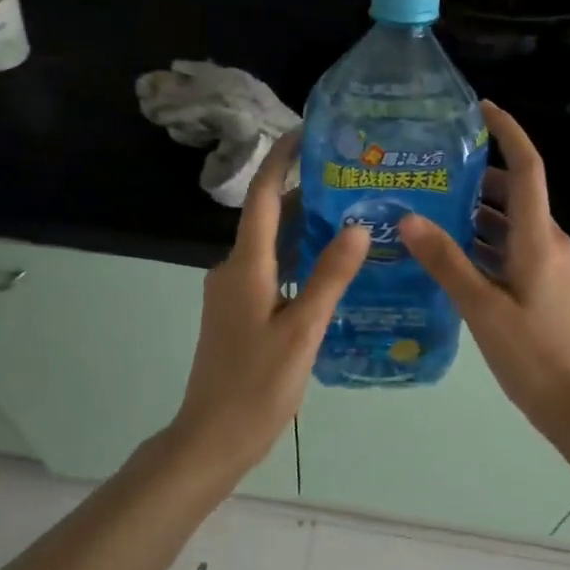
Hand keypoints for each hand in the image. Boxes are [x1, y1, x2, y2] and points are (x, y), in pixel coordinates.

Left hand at [170, 134, 368, 476]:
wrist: (212, 437)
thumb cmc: (258, 385)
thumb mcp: (302, 330)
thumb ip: (329, 277)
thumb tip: (357, 226)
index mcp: (246, 266)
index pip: (263, 197)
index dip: (282, 160)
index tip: (306, 132)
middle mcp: (234, 269)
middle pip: (269, 218)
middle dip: (304, 192)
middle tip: (350, 177)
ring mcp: (233, 292)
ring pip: (272, 246)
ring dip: (304, 227)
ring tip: (350, 213)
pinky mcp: (238, 312)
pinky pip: (271, 271)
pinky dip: (298, 259)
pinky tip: (330, 267)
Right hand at [400, 102, 569, 439]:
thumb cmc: (534, 356)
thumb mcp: (482, 308)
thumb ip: (446, 261)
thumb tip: (408, 217)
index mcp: (539, 239)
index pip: (527, 168)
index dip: (508, 133)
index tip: (481, 109)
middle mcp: (549, 242)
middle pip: (514, 194)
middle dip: (476, 177)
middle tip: (428, 170)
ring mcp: (550, 265)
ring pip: (511, 224)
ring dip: (476, 213)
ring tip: (428, 208)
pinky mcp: (546, 285)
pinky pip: (512, 249)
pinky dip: (484, 243)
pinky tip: (449, 254)